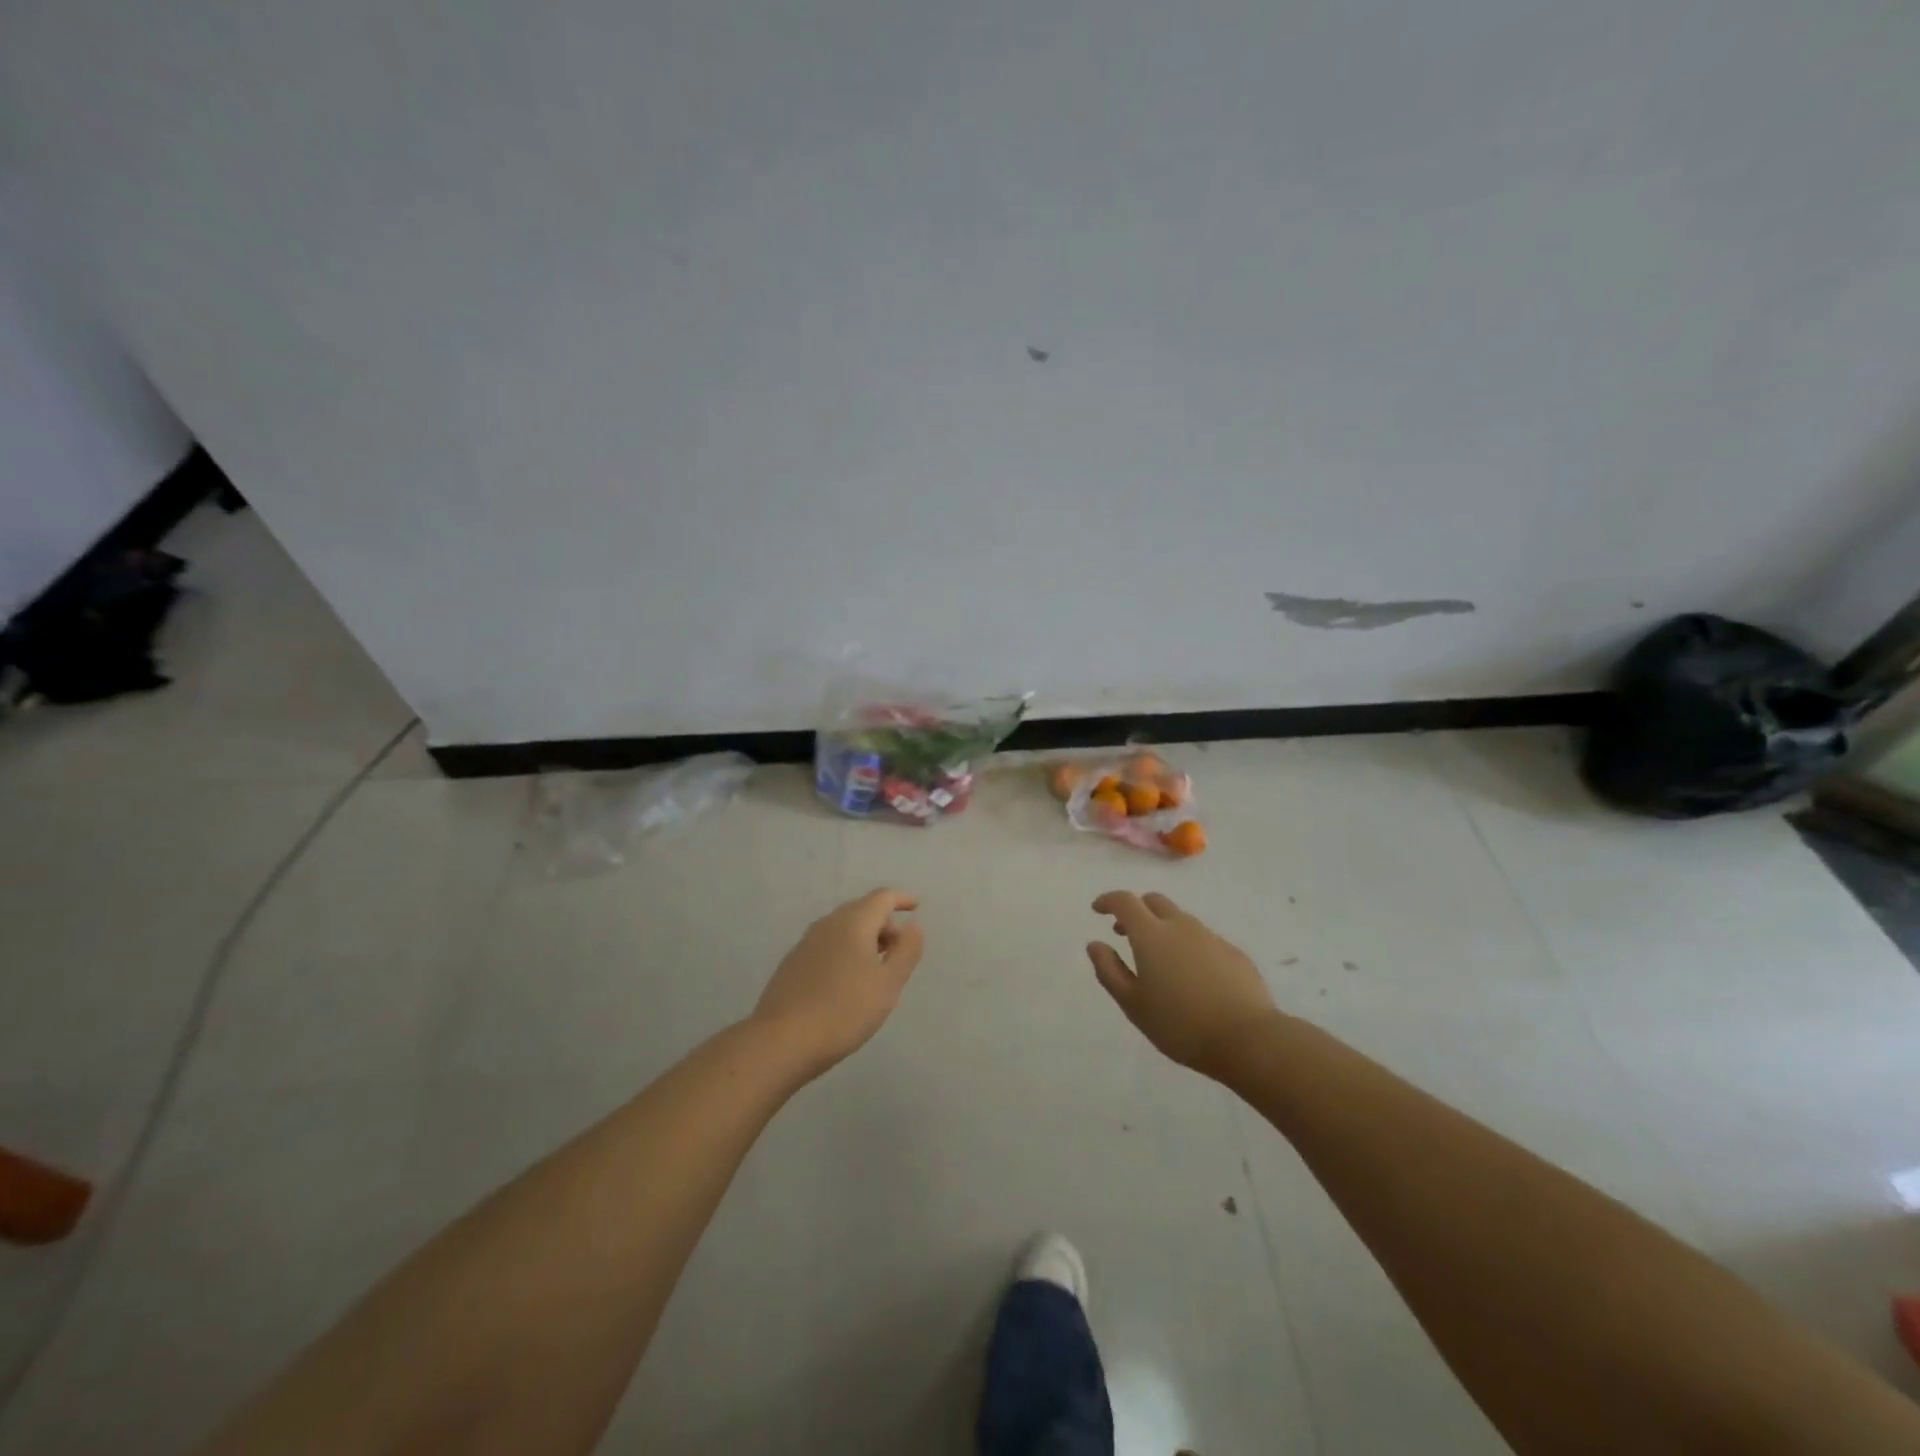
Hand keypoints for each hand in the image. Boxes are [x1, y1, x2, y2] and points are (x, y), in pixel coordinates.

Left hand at [751, 889, 925, 1075]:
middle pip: (862, 910)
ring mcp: (806, 942)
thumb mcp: (888, 984)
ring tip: (878, 967)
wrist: (782, 1041)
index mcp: (854, 922)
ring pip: (843, 928)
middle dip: (885, 923)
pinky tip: (848, 980)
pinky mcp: (793, 963)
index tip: (916, 907)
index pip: (882, 897)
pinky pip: (828, 945)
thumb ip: (906, 951)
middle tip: (900, 949)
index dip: (902, 899)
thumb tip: (913, 926)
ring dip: (865, 939)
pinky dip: (846, 951)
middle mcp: (828, 924)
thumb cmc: (844, 1010)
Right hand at [1088, 891, 1280, 1077]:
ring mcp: (1211, 937)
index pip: (1125, 901)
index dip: (1108, 901)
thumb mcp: (1133, 1004)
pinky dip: (1188, 946)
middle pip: (1154, 901)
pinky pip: (1203, 939)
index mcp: (1152, 935)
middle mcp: (1181, 926)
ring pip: (1180, 919)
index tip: (1097, 910)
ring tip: (1159, 960)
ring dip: (1163, 928)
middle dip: (1136, 910)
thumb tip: (1095, 944)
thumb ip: (1109, 970)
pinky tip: (1192, 977)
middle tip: (1125, 933)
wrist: (1248, 1039)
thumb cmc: (1180, 1024)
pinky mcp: (1234, 953)